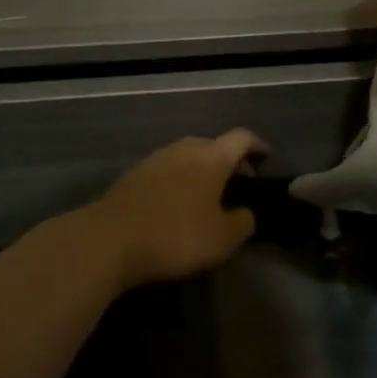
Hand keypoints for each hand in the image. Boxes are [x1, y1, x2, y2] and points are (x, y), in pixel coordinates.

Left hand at [79, 130, 268, 287]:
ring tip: (209, 193)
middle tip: (240, 179)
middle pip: (213, 144)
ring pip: (188, 155)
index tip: (266, 156)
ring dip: (202, 169)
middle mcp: (184, 148)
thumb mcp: (222, 239)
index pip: (241, 138)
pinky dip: (180, 179)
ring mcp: (156, 159)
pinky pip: (167, 169)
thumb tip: (246, 213)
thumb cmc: (175, 235)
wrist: (110, 239)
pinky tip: (178, 202)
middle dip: (229, 159)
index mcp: (211, 157)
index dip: (257, 145)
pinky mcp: (134, 174)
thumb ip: (242, 223)